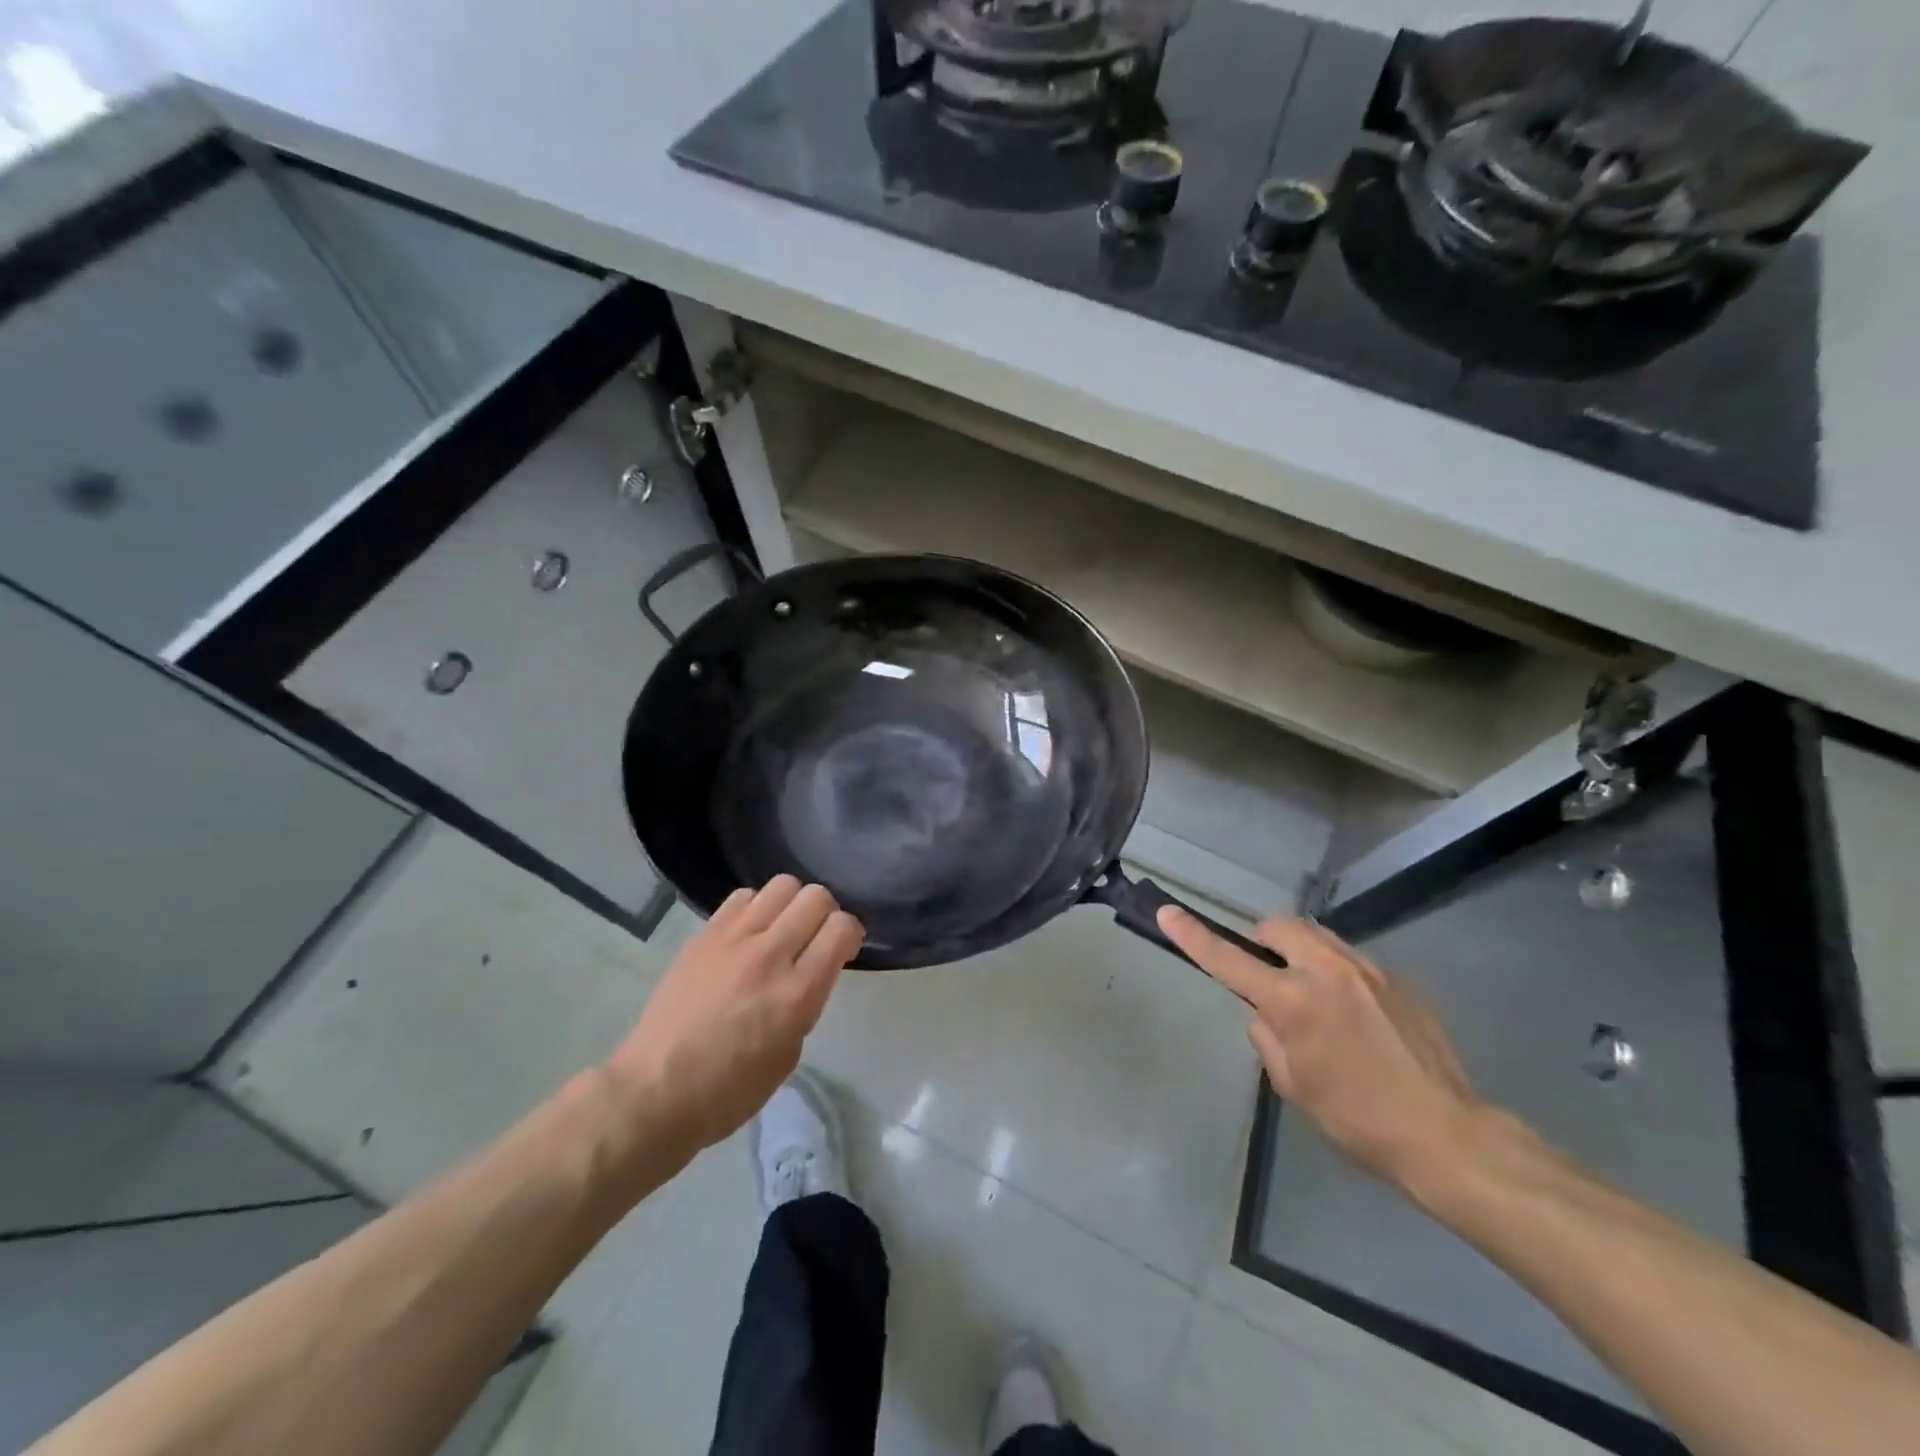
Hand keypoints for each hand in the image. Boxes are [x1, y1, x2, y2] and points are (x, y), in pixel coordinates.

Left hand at [606, 876, 862, 1163]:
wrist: (654, 1091)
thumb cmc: (729, 1090)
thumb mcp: (788, 1054)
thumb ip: (805, 1003)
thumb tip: (807, 973)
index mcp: (797, 993)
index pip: (842, 928)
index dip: (850, 934)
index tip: (843, 951)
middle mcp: (769, 955)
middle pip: (815, 896)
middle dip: (825, 913)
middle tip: (814, 937)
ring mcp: (732, 940)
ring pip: (781, 885)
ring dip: (790, 904)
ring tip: (780, 930)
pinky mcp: (703, 936)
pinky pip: (741, 897)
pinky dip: (755, 907)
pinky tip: (747, 933)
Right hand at [1159, 907, 1482, 1194]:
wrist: (1450, 1137)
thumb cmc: (1359, 1122)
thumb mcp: (1295, 1088)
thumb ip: (1269, 1041)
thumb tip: (1266, 1016)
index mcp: (1293, 1002)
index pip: (1229, 960)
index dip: (1193, 936)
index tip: (1168, 913)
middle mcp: (1328, 973)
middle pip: (1281, 925)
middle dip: (1265, 940)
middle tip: (1269, 975)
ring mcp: (1369, 971)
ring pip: (1320, 937)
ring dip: (1303, 954)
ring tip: (1316, 998)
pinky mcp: (1399, 981)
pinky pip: (1354, 962)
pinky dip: (1340, 977)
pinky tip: (1359, 1020)